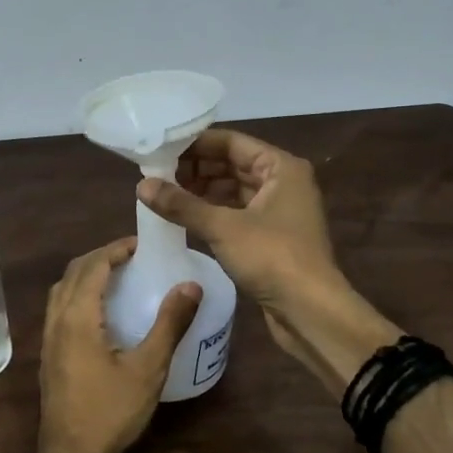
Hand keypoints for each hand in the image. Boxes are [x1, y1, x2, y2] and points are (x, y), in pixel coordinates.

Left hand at [37, 238, 200, 452]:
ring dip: (87, 274)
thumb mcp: (148, 368)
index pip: (93, 265)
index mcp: (77, 317)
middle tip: (133, 256)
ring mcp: (48, 338)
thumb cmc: (111, 413)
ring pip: (62, 289)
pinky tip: (102, 312)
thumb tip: (191, 284)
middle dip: (101, 256)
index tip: (142, 244)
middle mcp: (56, 320)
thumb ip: (169, 324)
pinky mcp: (49, 354)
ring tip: (119, 276)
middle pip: (73, 272)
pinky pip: (60, 308)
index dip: (116, 249)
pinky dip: (79, 294)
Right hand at [137, 128, 338, 310]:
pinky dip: (211, 212)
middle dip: (195, 169)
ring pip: (232, 189)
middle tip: (156, 175)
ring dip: (201, 191)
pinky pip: (236, 212)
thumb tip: (142, 185)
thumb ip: (181, 204)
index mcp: (280, 167)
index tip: (160, 150)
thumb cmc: (272, 257)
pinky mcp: (270, 235)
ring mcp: (278, 210)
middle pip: (231, 164)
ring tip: (163, 195)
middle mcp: (282, 182)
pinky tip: (184, 217)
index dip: (195, 144)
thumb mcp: (223, 227)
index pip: (231, 142)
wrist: (310, 311)